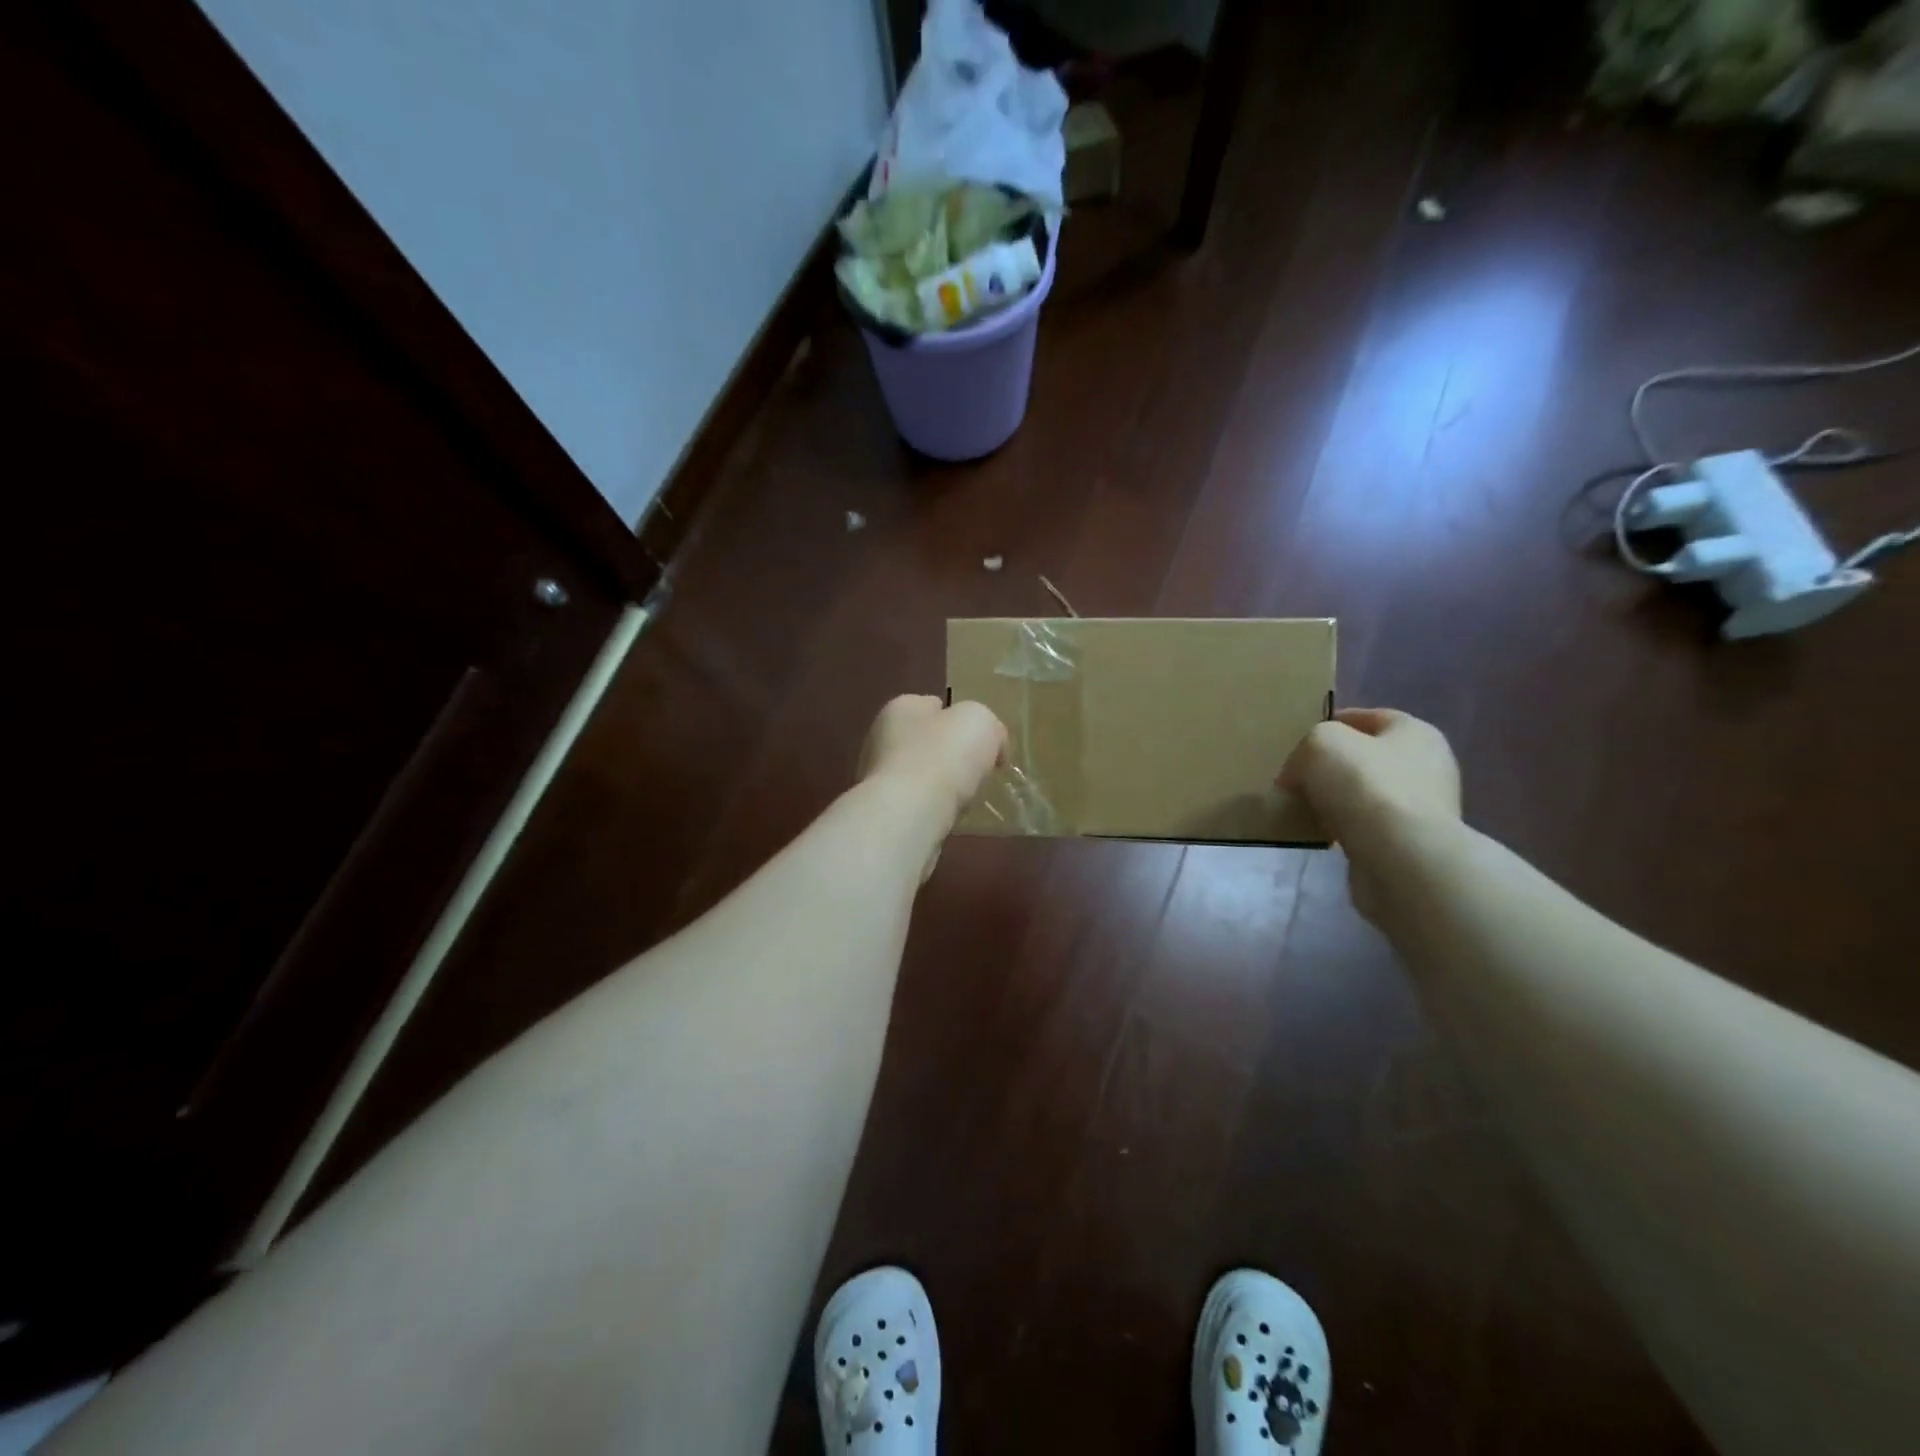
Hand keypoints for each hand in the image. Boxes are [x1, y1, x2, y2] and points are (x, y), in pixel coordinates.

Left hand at [858, 695, 1005, 828]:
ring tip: (967, 798)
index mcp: (901, 708)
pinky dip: (933, 810)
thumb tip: (992, 746)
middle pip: (926, 742)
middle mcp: (881, 739)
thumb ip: (988, 726)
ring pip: (920, 776)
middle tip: (978, 771)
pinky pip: (916, 805)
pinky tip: (949, 818)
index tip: (982, 741)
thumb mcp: (981, 721)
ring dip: (941, 786)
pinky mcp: (884, 812)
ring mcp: (878, 778)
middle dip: (949, 755)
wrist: (910, 814)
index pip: (933, 705)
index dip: (960, 719)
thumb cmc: (944, 755)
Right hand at [1279, 708, 1460, 920]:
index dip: (1333, 723)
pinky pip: (1369, 828)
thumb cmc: (1364, 784)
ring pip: (1367, 795)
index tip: (1300, 739)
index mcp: (1415, 732)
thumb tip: (1296, 775)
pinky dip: (1345, 829)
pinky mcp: (1412, 844)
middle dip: (1333, 767)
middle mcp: (1428, 767)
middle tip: (1296, 777)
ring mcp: (1424, 809)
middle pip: (1369, 758)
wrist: (1399, 857)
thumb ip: (1305, 748)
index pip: (1369, 717)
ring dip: (1338, 801)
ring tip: (1303, 808)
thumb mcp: (1319, 743)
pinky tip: (1322, 835)